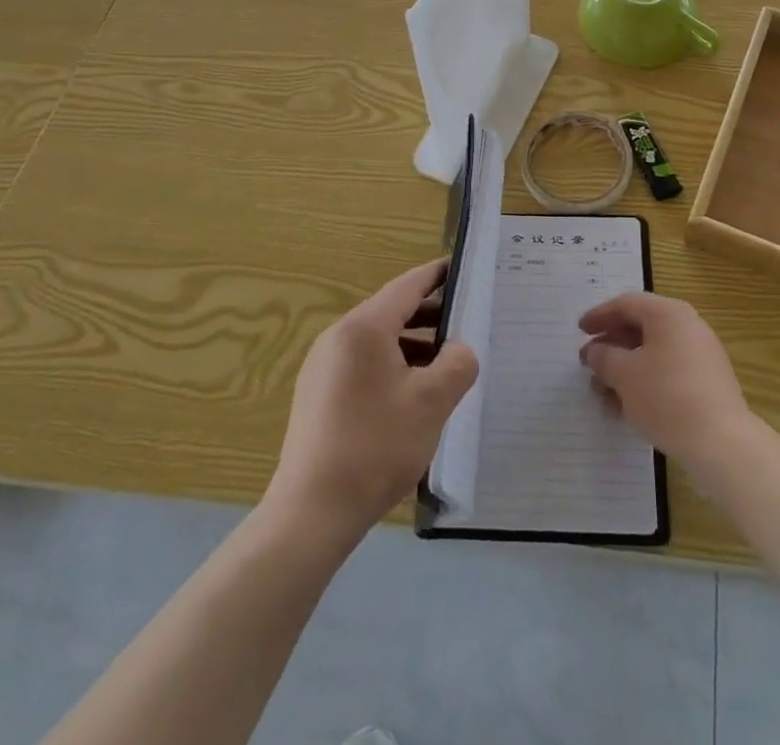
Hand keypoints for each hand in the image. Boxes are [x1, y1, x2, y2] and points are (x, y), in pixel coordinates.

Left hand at [265, 258, 478, 545]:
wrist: (312, 513)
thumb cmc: (376, 446)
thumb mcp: (432, 402)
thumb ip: (457, 364)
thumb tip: (458, 350)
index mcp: (364, 328)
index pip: (408, 286)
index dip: (437, 275)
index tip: (462, 267)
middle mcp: (338, 336)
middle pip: (392, 311)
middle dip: (430, 314)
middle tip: (466, 321)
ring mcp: (323, 366)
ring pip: (378, 340)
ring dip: (413, 344)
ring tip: (446, 362)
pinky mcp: (318, 394)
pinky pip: (363, 363)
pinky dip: (392, 365)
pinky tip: (413, 394)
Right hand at [579, 292, 752, 473]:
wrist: (721, 444)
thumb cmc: (666, 397)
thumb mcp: (624, 375)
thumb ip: (604, 357)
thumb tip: (595, 351)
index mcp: (669, 314)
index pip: (627, 304)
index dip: (599, 315)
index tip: (579, 331)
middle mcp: (688, 327)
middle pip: (640, 328)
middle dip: (610, 347)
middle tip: (587, 364)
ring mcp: (701, 356)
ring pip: (652, 354)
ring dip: (624, 370)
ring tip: (601, 394)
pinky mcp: (707, 384)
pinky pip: (667, 373)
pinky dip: (644, 383)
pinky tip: (626, 408)